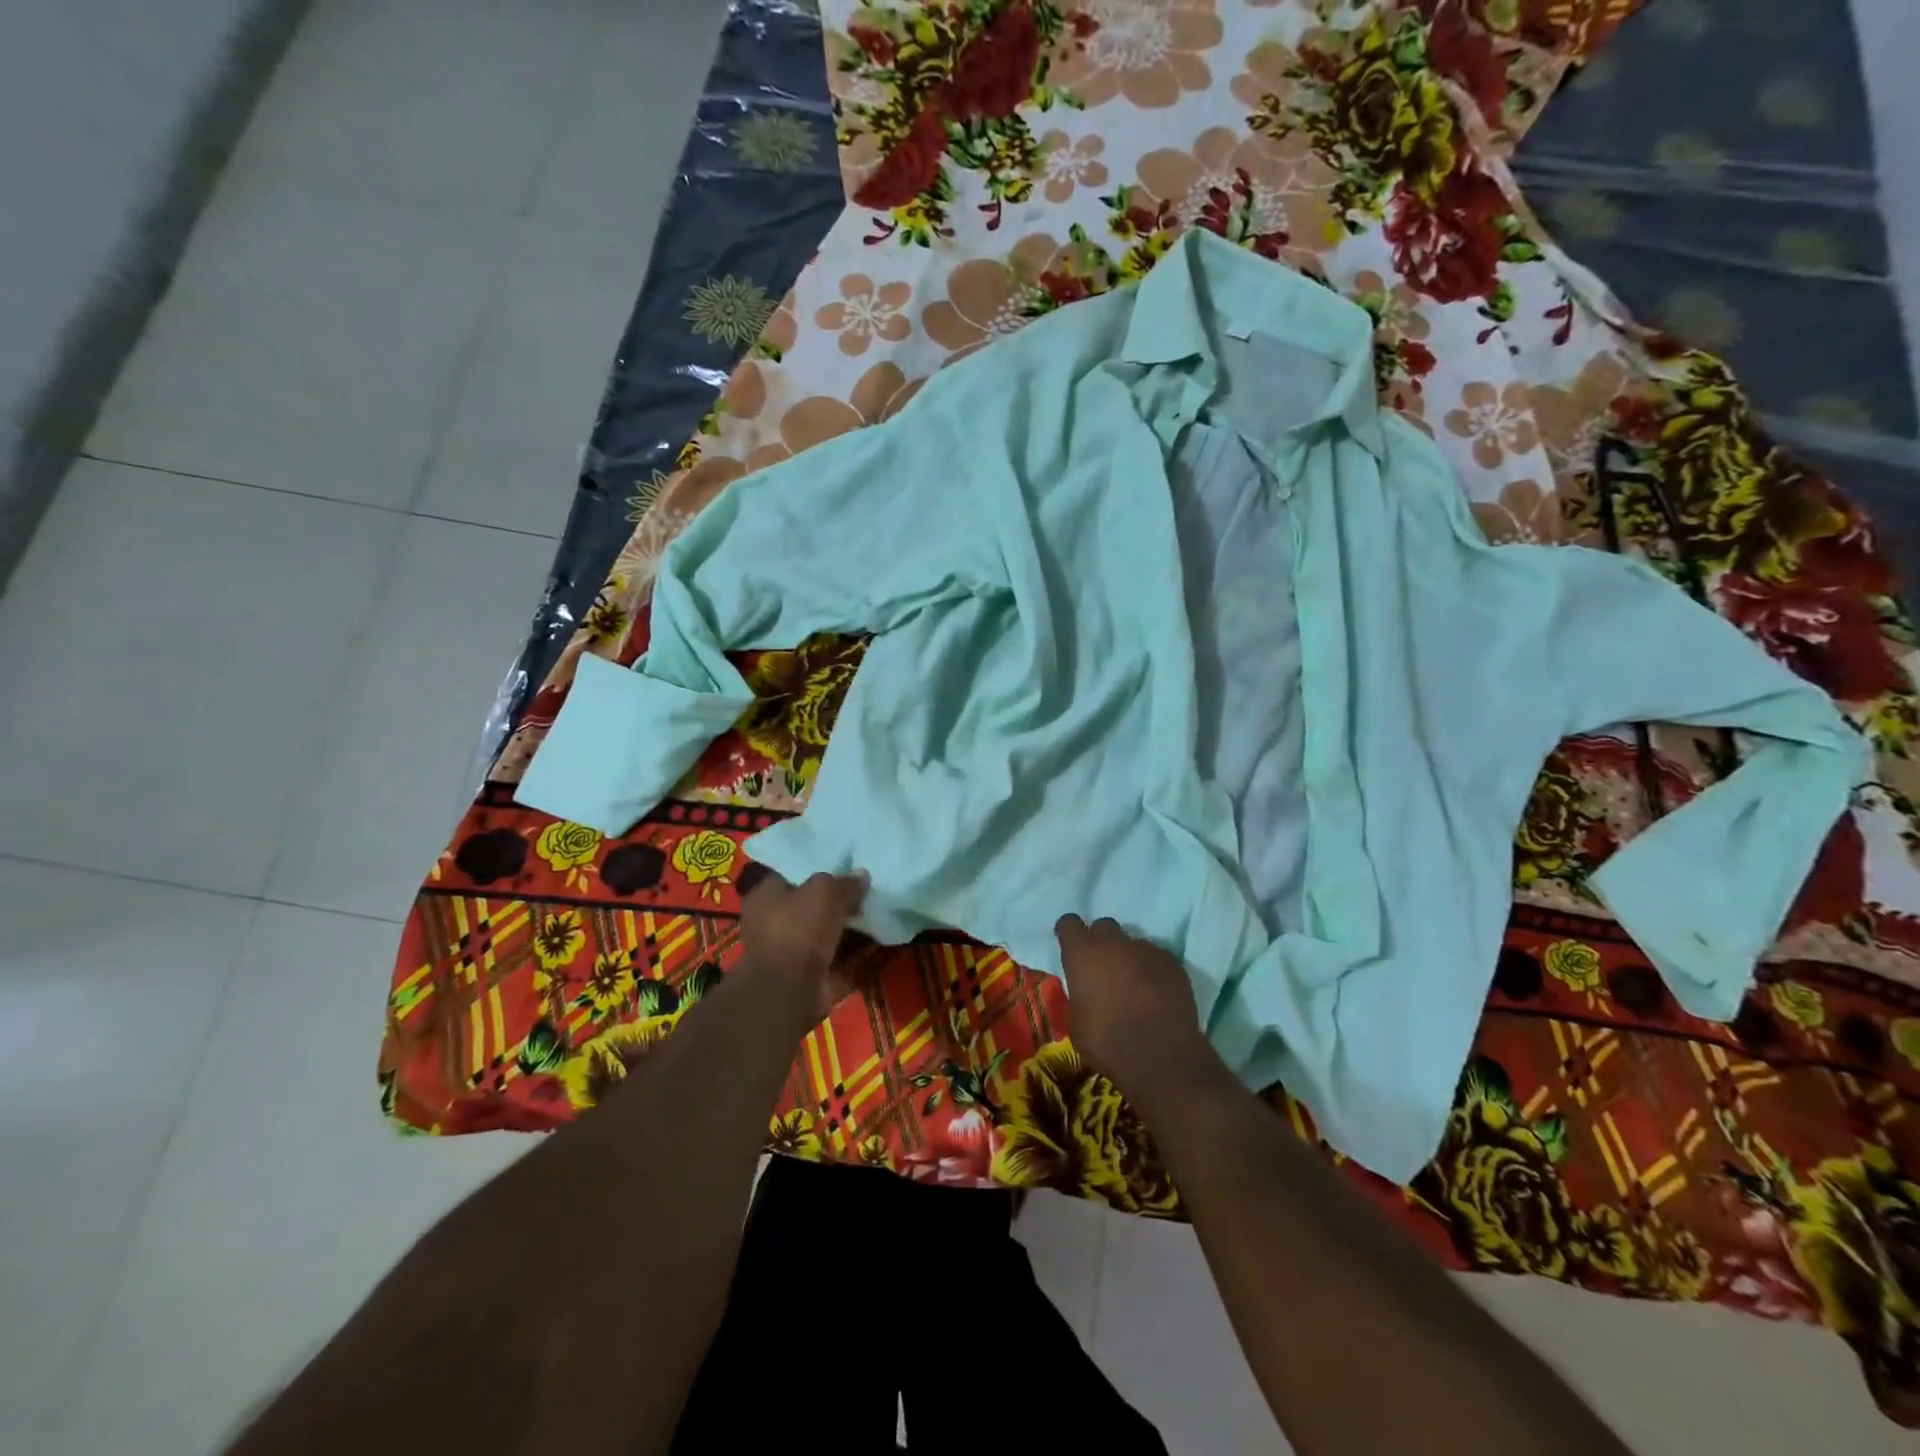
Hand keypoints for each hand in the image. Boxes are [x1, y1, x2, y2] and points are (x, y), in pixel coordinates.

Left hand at [738, 870, 869, 1024]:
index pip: (791, 875)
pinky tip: (884, 938)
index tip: (845, 864)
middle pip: (813, 906)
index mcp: (766, 897)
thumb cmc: (798, 928)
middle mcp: (775, 924)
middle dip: (840, 900)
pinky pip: (841, 959)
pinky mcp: (813, 977)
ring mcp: (794, 953)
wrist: (790, 990)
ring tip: (881, 910)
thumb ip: (845, 882)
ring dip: (853, 927)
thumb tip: (862, 876)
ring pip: (829, 933)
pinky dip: (860, 952)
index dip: (818, 869)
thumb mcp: (825, 891)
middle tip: (868, 887)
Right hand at [1056, 915, 1215, 1103]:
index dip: (1068, 932)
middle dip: (1101, 941)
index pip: (1069, 923)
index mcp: (1082, 955)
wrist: (1160, 1056)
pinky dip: (1153, 970)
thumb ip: (1079, 997)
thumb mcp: (1076, 1025)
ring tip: (1133, 984)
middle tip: (1103, 966)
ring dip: (1129, 957)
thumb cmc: (1107, 1042)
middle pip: (1104, 926)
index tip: (1069, 945)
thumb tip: (1085, 994)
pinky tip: (1156, 992)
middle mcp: (1113, 943)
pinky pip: (1157, 958)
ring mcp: (1146, 950)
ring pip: (1133, 943)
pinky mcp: (1172, 963)